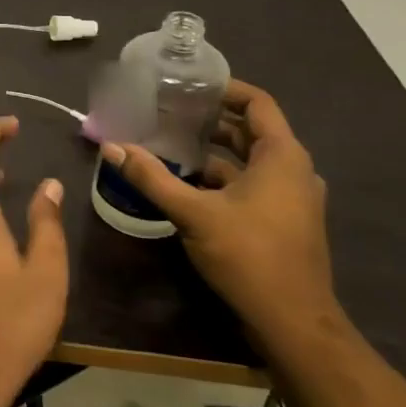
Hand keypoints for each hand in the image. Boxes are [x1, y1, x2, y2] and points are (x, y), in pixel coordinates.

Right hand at [101, 79, 337, 345]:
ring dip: (211, 152)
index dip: (224, 89)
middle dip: (209, 120)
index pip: (257, 103)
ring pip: (248, 161)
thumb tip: (112, 147)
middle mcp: (293, 170)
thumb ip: (152, 178)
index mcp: (282, 157)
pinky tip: (184, 184)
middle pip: (250, 131)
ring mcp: (290, 198)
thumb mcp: (194, 214)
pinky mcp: (282, 220)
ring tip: (167, 145)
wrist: (292, 321)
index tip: (187, 85)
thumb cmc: (249, 256)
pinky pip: (250, 184)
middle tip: (166, 112)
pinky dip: (220, 178)